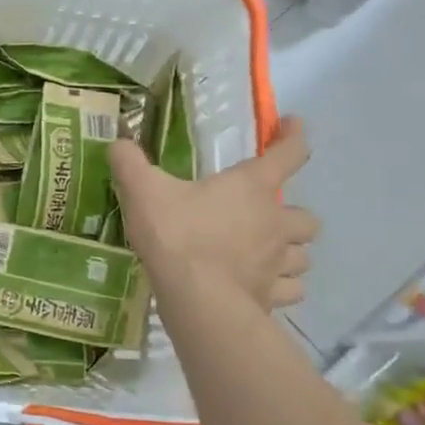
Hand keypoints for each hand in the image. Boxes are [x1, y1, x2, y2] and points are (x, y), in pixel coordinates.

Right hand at [110, 117, 319, 308]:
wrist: (196, 297)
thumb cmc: (176, 235)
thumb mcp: (143, 191)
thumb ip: (129, 163)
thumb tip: (117, 144)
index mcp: (251, 187)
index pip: (289, 153)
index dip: (294, 136)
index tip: (292, 126)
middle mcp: (275, 222)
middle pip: (306, 217)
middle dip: (291, 216)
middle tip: (266, 219)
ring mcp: (278, 262)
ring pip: (302, 255)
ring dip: (290, 253)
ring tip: (266, 256)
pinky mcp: (272, 296)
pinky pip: (291, 290)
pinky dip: (282, 287)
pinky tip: (262, 286)